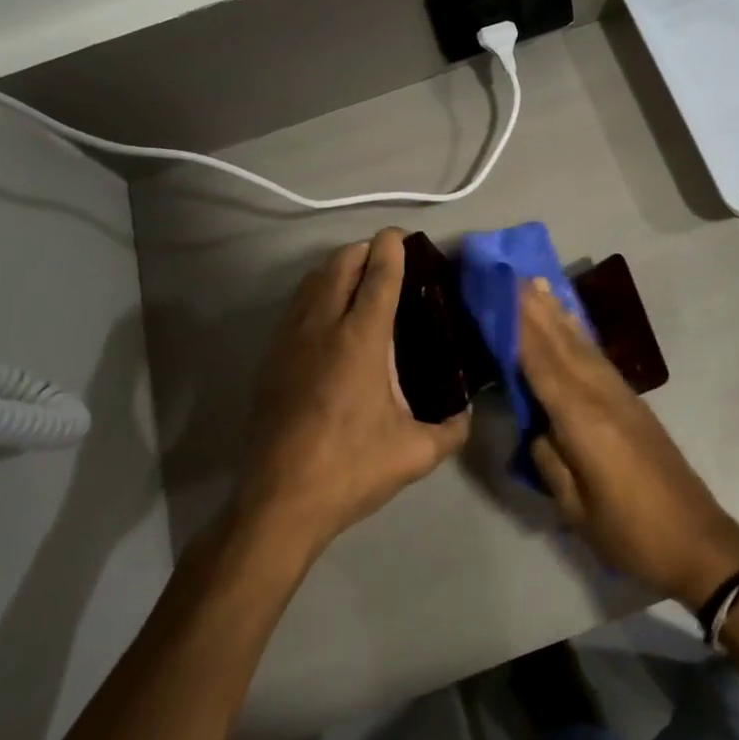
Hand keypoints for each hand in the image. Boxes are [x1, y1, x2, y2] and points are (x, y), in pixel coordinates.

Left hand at [231, 229, 470, 559]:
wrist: (278, 503)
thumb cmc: (350, 470)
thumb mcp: (415, 453)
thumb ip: (452, 429)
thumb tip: (468, 414)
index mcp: (361, 340)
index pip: (379, 275)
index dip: (392, 248)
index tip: (402, 236)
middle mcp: (323, 327)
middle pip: (341, 264)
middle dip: (365, 250)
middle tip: (388, 258)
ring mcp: (290, 340)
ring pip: (312, 280)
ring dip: (338, 268)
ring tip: (360, 279)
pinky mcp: (270, 359)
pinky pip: (296, 306)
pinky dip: (316, 293)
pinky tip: (329, 316)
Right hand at [520, 279, 738, 608]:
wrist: (698, 540)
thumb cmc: (631, 533)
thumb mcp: (577, 508)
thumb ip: (550, 460)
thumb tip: (535, 424)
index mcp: (583, 421)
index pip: (542, 365)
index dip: (519, 328)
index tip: (500, 293)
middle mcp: (602, 396)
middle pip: (562, 344)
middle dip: (535, 309)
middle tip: (511, 274)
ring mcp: (621, 396)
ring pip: (582, 345)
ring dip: (557, 314)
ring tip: (537, 285)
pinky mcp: (633, 402)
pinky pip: (597, 358)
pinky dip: (578, 335)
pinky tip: (570, 326)